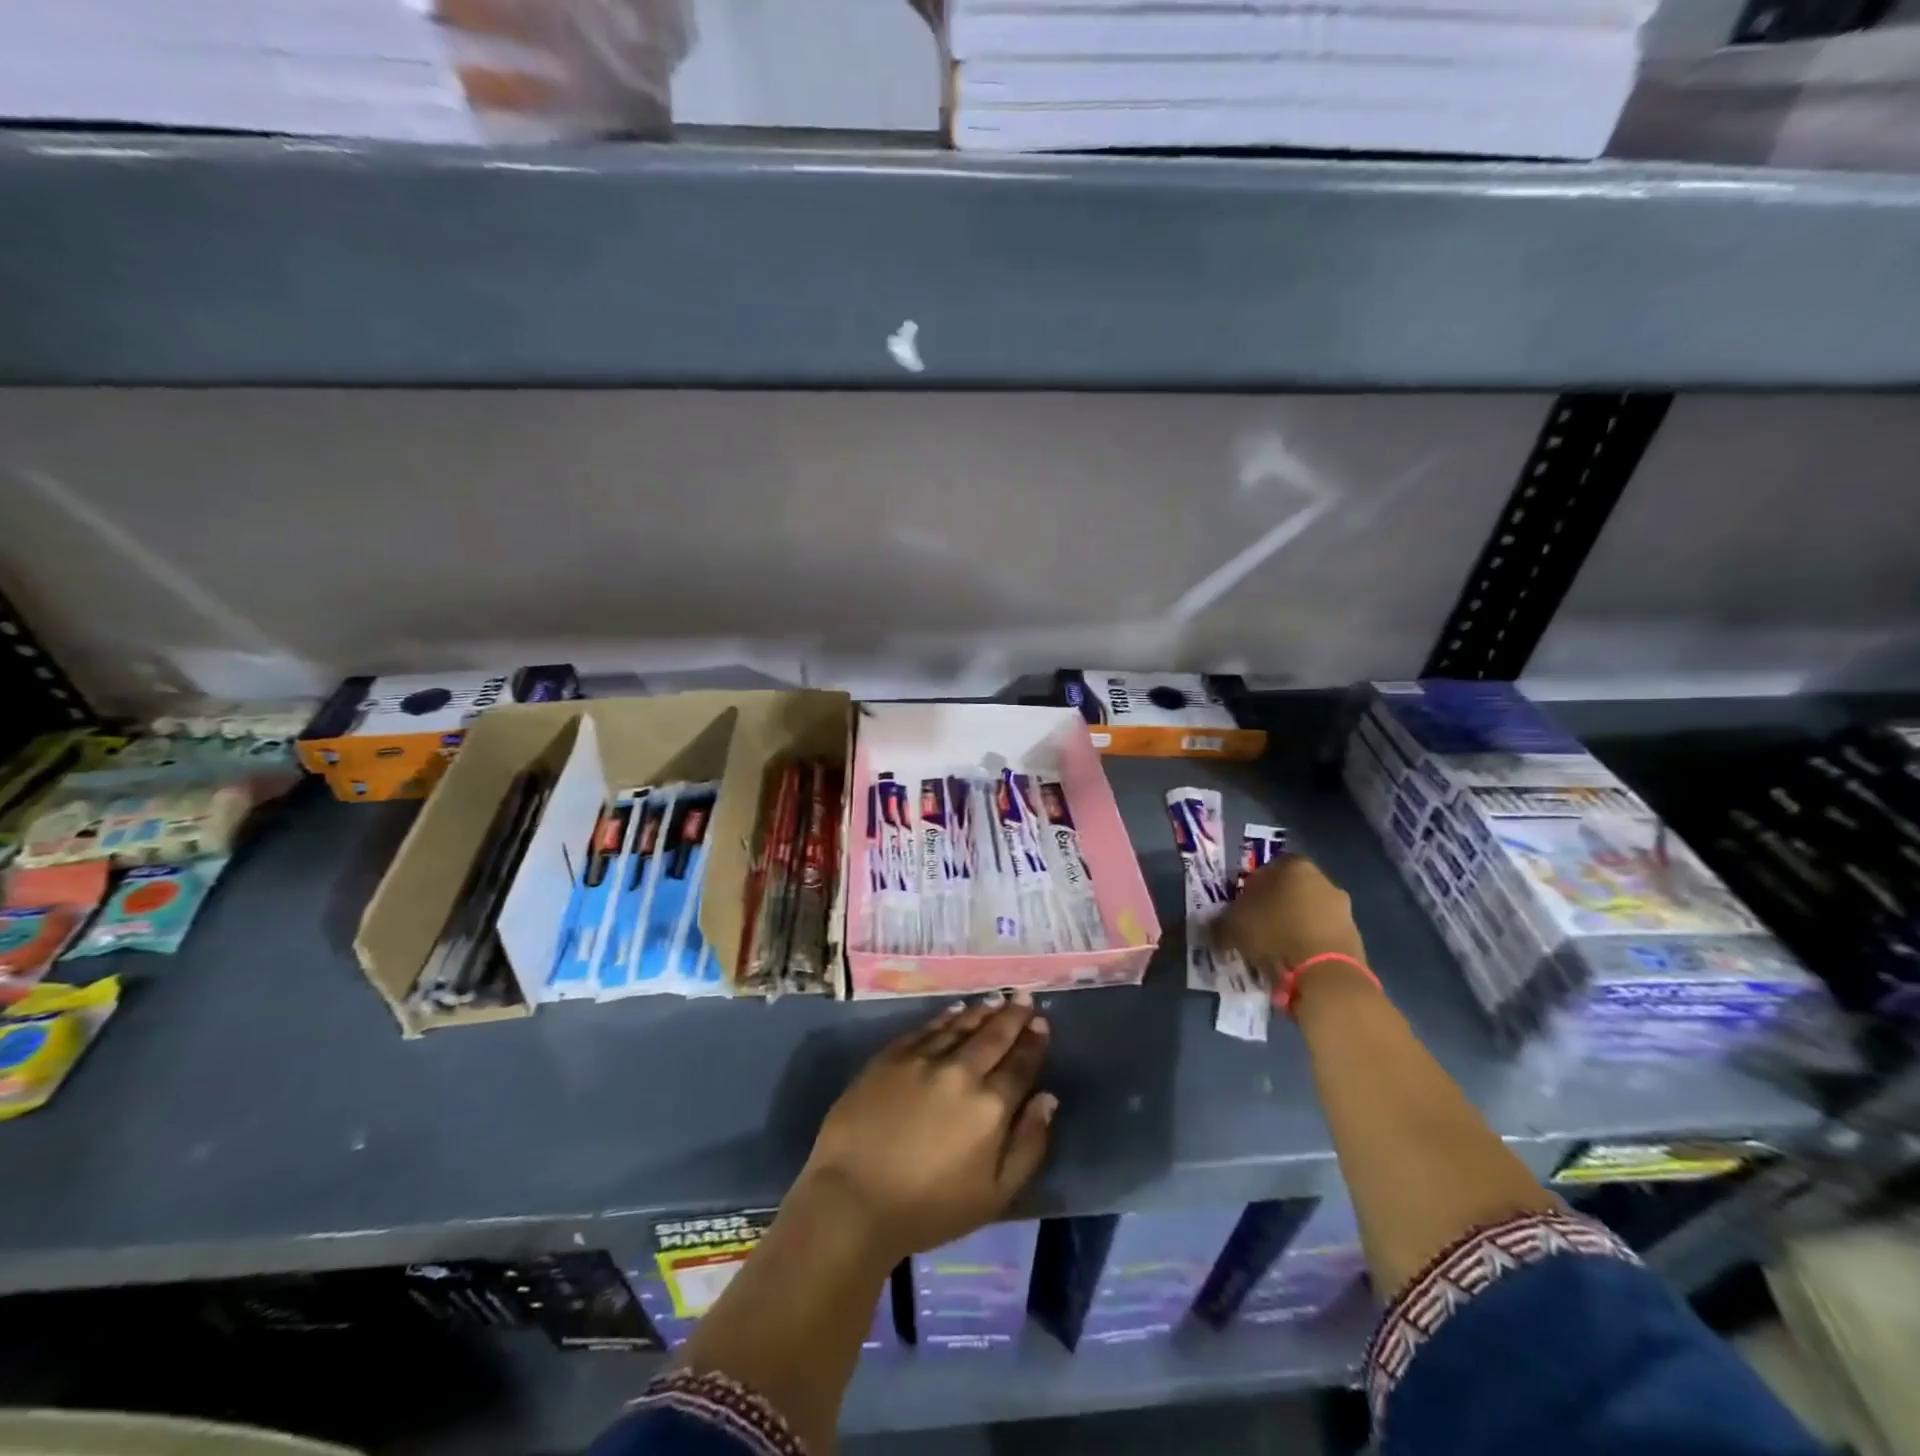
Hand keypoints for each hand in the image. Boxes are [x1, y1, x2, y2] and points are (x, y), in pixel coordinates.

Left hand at [796, 994, 1054, 1263]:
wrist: (853, 1199)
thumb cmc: (929, 1209)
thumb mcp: (995, 1195)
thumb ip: (1028, 1145)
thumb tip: (1047, 1099)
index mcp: (990, 1107)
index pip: (1020, 1065)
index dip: (1033, 1042)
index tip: (1041, 1023)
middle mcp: (961, 1072)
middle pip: (994, 1036)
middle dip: (1013, 1015)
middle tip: (1025, 997)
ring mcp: (923, 1059)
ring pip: (961, 1026)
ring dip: (982, 1011)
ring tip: (997, 999)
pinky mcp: (891, 1056)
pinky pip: (926, 1028)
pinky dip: (946, 1017)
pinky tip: (955, 1010)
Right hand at [1214, 854, 1366, 978]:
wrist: (1326, 976)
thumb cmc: (1275, 935)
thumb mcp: (1233, 926)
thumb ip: (1222, 921)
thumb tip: (1215, 927)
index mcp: (1295, 867)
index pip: (1268, 868)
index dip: (1252, 887)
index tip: (1241, 907)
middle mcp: (1324, 881)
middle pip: (1292, 890)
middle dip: (1275, 907)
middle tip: (1256, 928)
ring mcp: (1344, 910)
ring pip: (1309, 914)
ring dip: (1293, 927)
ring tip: (1274, 951)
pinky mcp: (1355, 938)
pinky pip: (1323, 937)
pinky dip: (1309, 946)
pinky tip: (1295, 964)